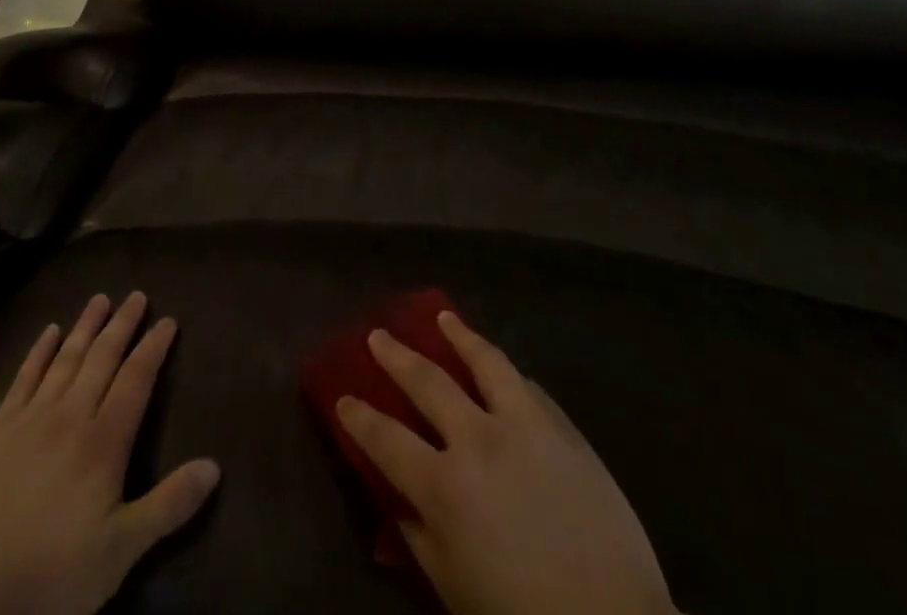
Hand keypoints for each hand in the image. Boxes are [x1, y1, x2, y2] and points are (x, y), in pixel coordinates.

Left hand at [0, 292, 218, 614]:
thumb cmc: (51, 574)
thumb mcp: (120, 552)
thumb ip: (168, 505)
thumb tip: (214, 466)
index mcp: (104, 442)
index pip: (136, 380)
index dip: (153, 348)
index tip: (168, 321)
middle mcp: (71, 415)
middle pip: (102, 358)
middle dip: (123, 325)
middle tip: (137, 296)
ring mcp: (30, 418)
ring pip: (66, 358)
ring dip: (86, 326)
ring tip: (100, 299)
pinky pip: (24, 377)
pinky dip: (39, 351)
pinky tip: (49, 331)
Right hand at [336, 310, 674, 614]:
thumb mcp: (454, 591)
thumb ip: (418, 538)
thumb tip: (395, 500)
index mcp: (444, 486)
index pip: (386, 439)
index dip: (359, 417)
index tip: (343, 398)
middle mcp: (478, 439)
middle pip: (427, 382)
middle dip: (396, 356)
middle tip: (378, 336)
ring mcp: (524, 426)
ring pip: (484, 361)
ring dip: (459, 336)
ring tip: (443, 319)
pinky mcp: (563, 428)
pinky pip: (527, 386)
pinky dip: (505, 372)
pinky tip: (500, 367)